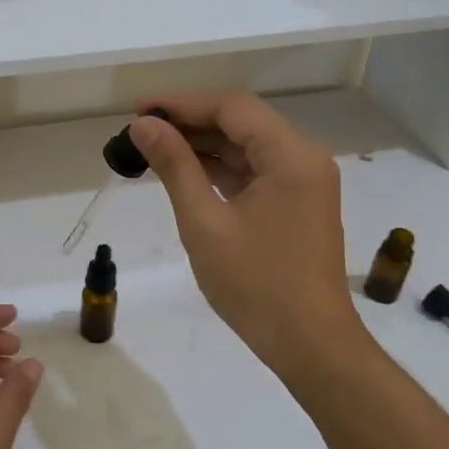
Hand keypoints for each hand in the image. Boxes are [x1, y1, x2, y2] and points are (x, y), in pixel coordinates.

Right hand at [130, 94, 364, 386]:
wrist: (310, 344)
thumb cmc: (255, 284)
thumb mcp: (204, 222)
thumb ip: (174, 166)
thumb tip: (143, 125)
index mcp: (290, 156)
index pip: (232, 108)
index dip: (182, 103)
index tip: (139, 110)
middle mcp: (304, 158)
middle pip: (241, 123)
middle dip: (190, 123)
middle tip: (140, 131)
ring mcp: (304, 182)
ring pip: (247, 147)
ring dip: (203, 146)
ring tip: (153, 149)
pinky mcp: (298, 204)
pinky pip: (255, 171)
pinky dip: (220, 169)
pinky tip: (185, 173)